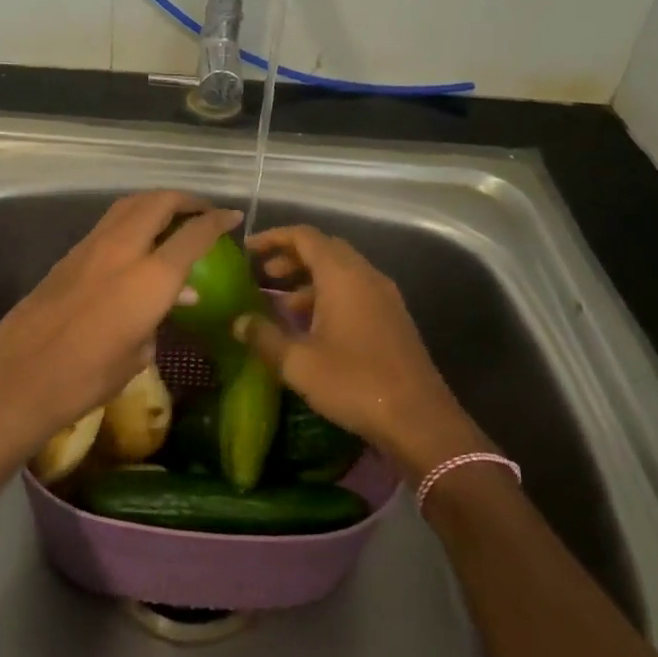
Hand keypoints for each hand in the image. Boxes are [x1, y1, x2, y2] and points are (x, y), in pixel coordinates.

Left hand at [0, 192, 240, 460]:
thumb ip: (159, 319)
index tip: (233, 216)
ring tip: (172, 217)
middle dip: (185, 199)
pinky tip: (137, 241)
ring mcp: (91, 247)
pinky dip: (132, 219)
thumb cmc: (85, 379)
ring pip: (129, 205)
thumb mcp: (136, 355)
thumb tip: (174, 299)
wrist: (15, 379)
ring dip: (156, 203)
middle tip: (202, 210)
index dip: (218, 220)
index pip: (194, 235)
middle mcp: (123, 250)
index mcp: (150, 278)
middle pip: (159, 202)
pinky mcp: (68, 255)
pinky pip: (109, 223)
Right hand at [236, 224, 491, 478]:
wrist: (419, 420)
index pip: (305, 236)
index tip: (248, 250)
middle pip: (325, 249)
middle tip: (263, 275)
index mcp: (342, 276)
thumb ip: (265, 337)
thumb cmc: (354, 383)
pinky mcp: (393, 317)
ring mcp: (384, 296)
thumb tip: (238, 322)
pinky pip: (356, 290)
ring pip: (342, 271)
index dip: (274, 238)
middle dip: (291, 256)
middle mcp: (366, 276)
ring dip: (310, 278)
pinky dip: (329, 295)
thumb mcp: (298, 363)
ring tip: (282, 303)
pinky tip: (313, 326)